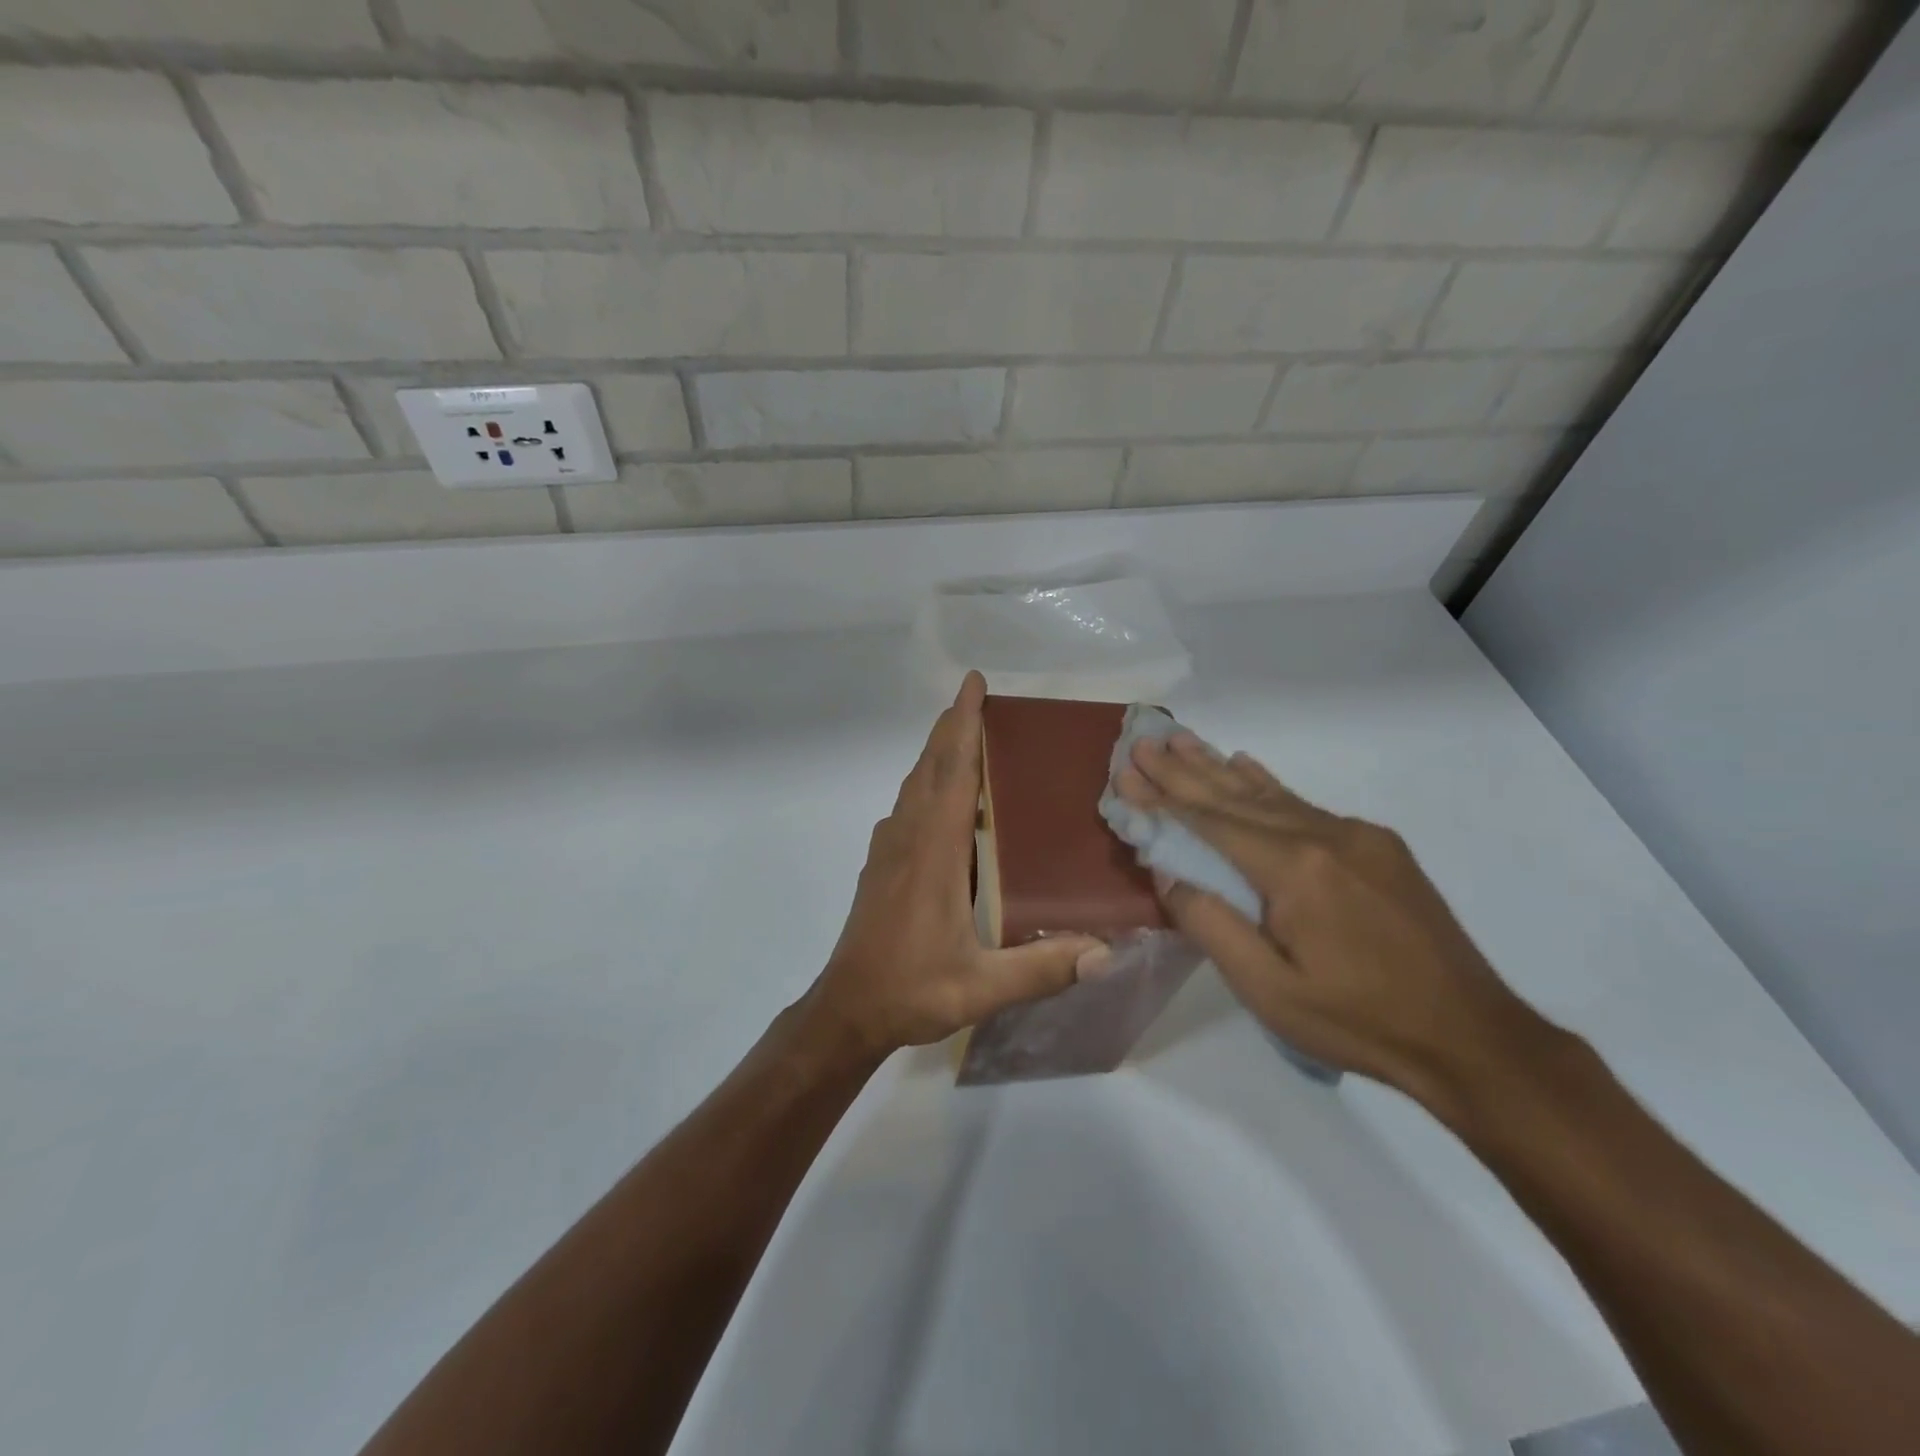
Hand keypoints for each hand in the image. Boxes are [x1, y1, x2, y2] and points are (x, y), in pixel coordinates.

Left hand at [802, 672, 1108, 1061]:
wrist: (848, 1009)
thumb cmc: (912, 989)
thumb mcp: (981, 987)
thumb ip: (1042, 968)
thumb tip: (1106, 952)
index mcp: (934, 852)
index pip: (953, 773)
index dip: (963, 725)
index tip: (973, 684)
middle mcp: (908, 838)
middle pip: (930, 767)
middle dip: (951, 727)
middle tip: (976, 698)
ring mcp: (889, 850)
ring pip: (914, 784)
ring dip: (937, 753)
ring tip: (964, 736)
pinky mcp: (881, 865)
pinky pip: (906, 806)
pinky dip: (926, 783)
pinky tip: (943, 799)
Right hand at [1118, 733, 1545, 1113]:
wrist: (1471, 1037)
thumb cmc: (1357, 1020)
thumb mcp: (1269, 989)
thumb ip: (1211, 925)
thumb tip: (1168, 872)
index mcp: (1294, 870)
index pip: (1211, 822)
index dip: (1163, 797)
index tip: (1125, 771)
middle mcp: (1324, 836)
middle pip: (1236, 797)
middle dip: (1183, 769)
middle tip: (1144, 740)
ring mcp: (1357, 837)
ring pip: (1271, 795)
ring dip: (1219, 768)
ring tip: (1182, 739)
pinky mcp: (1378, 848)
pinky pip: (1306, 806)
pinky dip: (1268, 785)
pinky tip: (1247, 766)